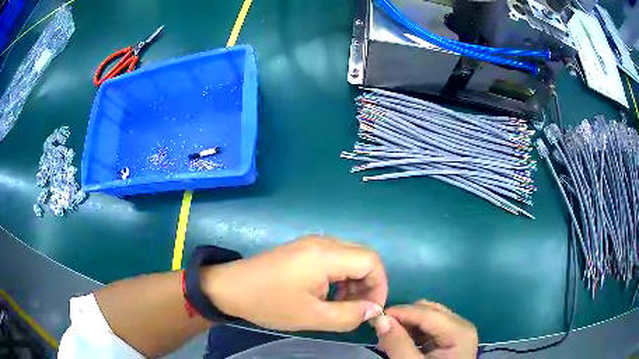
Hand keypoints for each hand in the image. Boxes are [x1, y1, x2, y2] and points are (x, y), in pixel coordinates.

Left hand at [200, 236, 387, 331]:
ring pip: (349, 257)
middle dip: (368, 284)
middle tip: (359, 309)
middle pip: (362, 257)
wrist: (229, 287)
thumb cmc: (269, 303)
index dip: (379, 285)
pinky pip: (333, 258)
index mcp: (326, 255)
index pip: (371, 261)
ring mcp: (311, 243)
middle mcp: (322, 242)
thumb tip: (373, 310)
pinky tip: (329, 294)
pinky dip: (340, 276)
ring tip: (343, 305)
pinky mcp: (302, 249)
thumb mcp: (311, 317)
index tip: (372, 309)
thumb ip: (348, 315)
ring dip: (354, 281)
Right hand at [372, 300, 477, 358]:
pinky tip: (402, 343)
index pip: (426, 313)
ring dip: (407, 325)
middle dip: (404, 319)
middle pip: (429, 310)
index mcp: (459, 332)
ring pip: (428, 316)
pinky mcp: (452, 338)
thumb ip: (398, 344)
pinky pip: (431, 327)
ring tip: (390, 340)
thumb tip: (381, 319)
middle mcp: (462, 325)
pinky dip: (414, 332)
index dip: (400, 312)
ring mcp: (458, 331)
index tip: (375, 318)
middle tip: (382, 333)